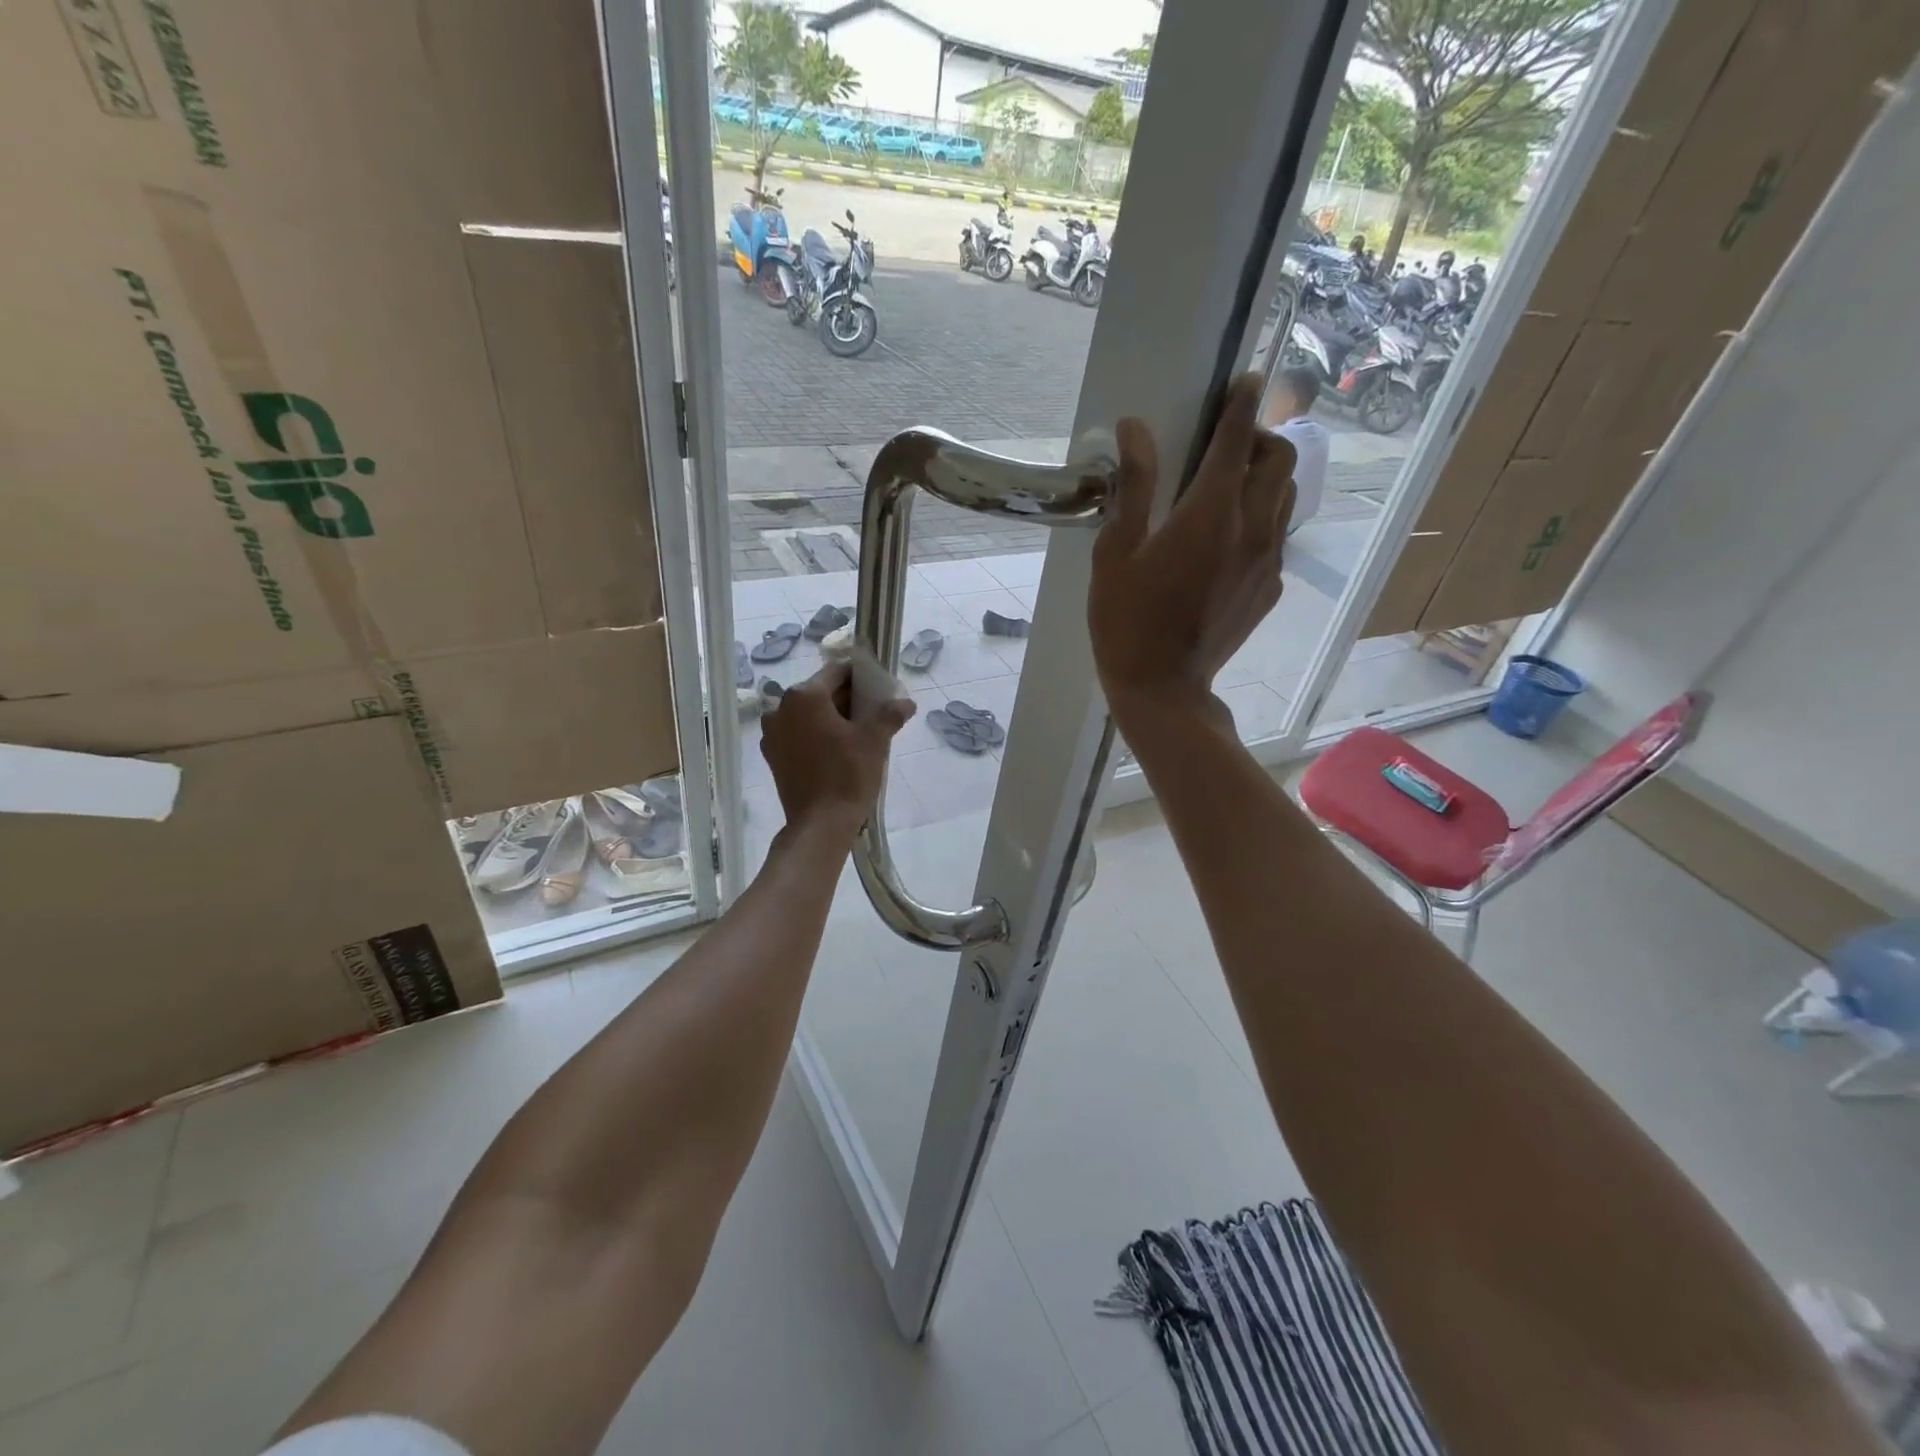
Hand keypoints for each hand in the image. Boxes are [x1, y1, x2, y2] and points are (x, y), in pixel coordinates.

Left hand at [760, 660, 914, 841]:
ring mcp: (772, 733)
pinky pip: (797, 734)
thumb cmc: (848, 774)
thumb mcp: (875, 740)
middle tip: (872, 714)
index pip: (837, 672)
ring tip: (856, 735)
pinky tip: (835, 751)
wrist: (821, 824)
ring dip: (830, 718)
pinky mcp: (772, 756)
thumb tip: (906, 702)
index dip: (860, 677)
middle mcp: (781, 708)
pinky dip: (814, 735)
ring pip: (807, 714)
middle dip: (846, 700)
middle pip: (820, 692)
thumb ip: (890, 714)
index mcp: (805, 695)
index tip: (878, 689)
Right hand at [1089, 372, 1296, 725]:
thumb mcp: (1116, 552)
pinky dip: (1260, 519)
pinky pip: (1277, 536)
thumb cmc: (1127, 620)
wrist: (1163, 689)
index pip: (1237, 437)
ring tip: (1230, 488)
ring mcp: (1268, 560)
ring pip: (1285, 497)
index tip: (1242, 381)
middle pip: (1280, 458)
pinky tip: (1227, 542)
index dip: (1240, 402)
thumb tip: (1134, 428)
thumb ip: (1134, 486)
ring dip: (1265, 478)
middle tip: (1227, 445)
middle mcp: (1252, 528)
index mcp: (1210, 512)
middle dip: (1260, 437)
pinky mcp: (1270, 588)